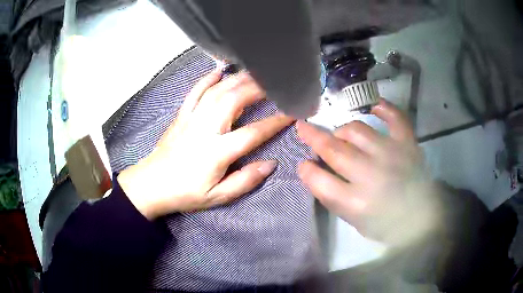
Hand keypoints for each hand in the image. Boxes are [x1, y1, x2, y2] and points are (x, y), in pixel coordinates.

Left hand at [118, 70, 293, 219]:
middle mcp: (205, 129)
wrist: (152, 184)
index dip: (275, 122)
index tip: (292, 112)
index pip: (253, 132)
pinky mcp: (182, 115)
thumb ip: (245, 181)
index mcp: (217, 151)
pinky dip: (208, 78)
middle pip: (234, 100)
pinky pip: (196, 91)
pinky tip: (220, 69)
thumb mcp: (218, 196)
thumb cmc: (186, 192)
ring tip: (257, 72)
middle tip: (276, 81)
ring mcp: (192, 118)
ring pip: (217, 91)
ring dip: (239, 79)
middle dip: (259, 88)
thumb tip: (270, 164)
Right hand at [297, 99, 440, 246]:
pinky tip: (373, 105)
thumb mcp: (354, 220)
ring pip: (357, 130)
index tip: (303, 163)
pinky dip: (383, 107)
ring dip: (343, 130)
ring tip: (342, 134)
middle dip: (313, 137)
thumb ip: (333, 197)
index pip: (320, 181)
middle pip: (334, 150)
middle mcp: (371, 175)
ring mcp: (391, 154)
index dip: (307, 170)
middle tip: (304, 128)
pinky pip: (394, 117)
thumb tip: (314, 171)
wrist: (422, 219)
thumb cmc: (386, 224)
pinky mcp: (407, 144)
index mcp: (356, 203)